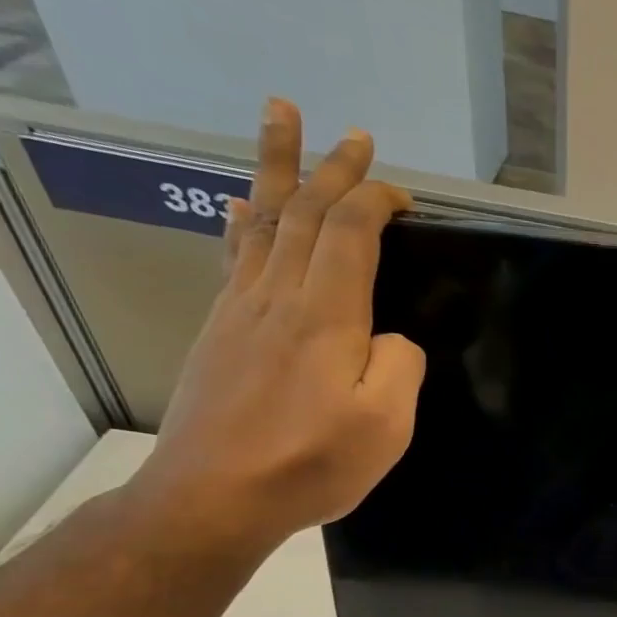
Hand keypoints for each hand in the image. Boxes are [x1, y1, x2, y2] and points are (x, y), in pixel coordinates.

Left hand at [128, 98, 421, 558]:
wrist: (214, 497)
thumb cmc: (311, 464)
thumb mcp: (385, 426)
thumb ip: (401, 368)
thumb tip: (390, 339)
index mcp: (326, 317)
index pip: (350, 234)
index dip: (375, 202)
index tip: (402, 193)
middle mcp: (278, 297)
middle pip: (305, 213)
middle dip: (332, 169)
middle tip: (352, 135)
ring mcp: (241, 311)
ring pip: (264, 222)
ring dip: (278, 170)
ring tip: (281, 120)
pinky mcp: (221, 332)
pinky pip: (235, 257)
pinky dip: (245, 222)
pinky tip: (244, 208)